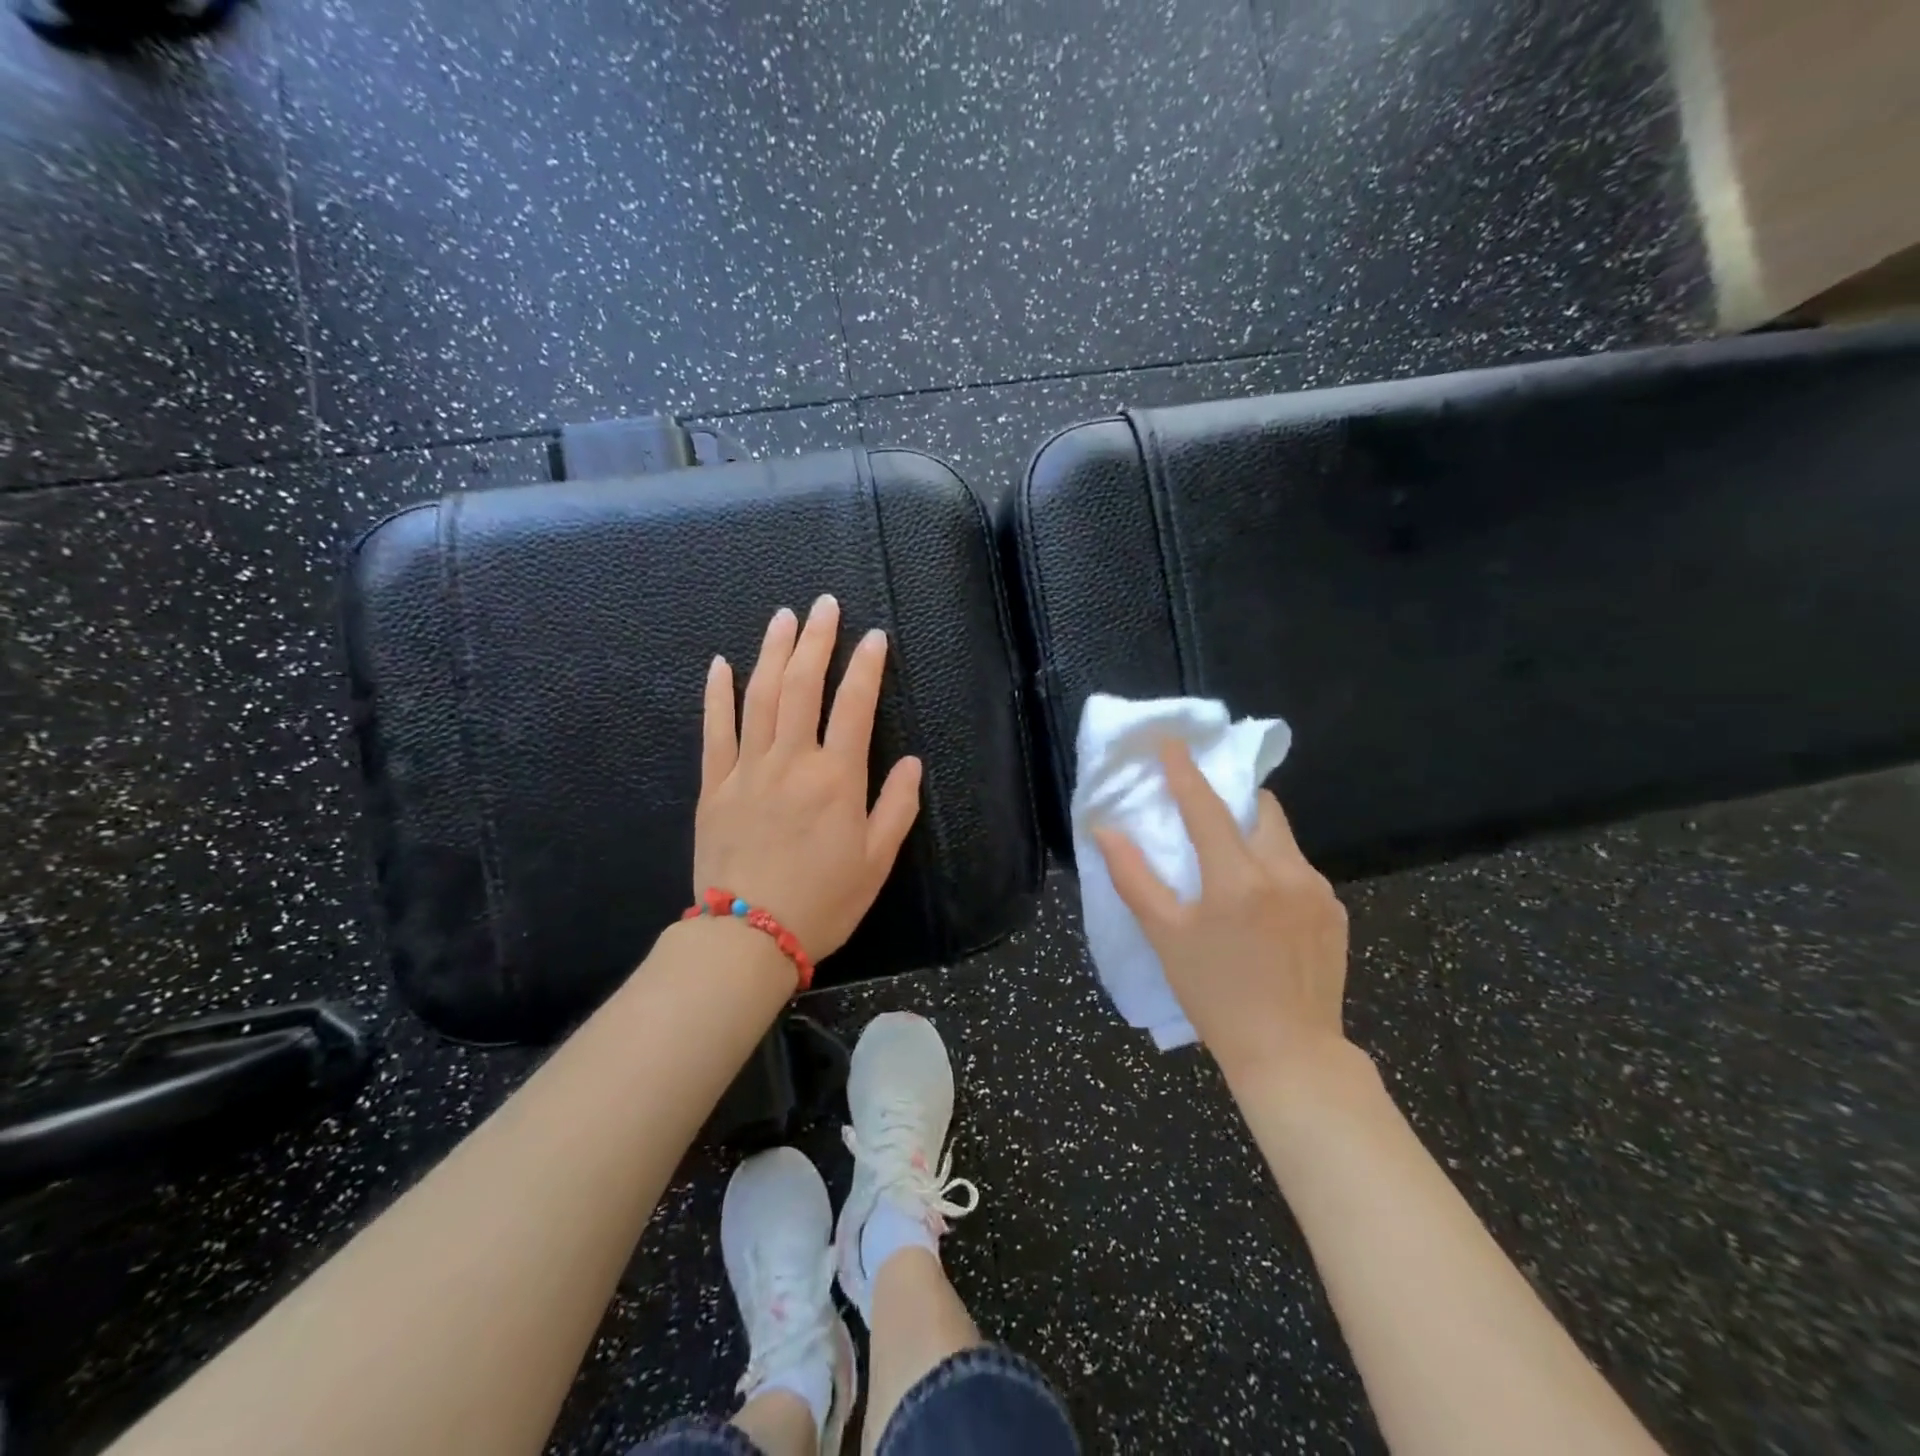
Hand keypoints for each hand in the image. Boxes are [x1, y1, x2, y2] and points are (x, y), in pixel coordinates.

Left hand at [694, 595, 921, 961]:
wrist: (748, 937)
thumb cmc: (823, 901)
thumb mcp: (876, 861)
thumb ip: (896, 807)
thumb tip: (912, 763)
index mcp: (837, 778)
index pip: (855, 705)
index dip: (867, 666)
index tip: (875, 636)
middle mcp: (792, 761)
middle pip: (803, 685)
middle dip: (817, 640)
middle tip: (824, 604)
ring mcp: (748, 769)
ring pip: (760, 696)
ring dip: (772, 651)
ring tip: (783, 617)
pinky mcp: (715, 785)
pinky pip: (715, 730)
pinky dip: (718, 694)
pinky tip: (721, 664)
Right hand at [1093, 742, 1349, 1084]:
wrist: (1290, 1052)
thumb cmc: (1214, 994)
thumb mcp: (1164, 936)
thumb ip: (1133, 877)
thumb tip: (1105, 830)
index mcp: (1237, 878)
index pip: (1206, 806)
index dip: (1185, 771)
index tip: (1172, 742)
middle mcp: (1284, 872)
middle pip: (1260, 809)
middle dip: (1233, 800)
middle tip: (1208, 815)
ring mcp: (1317, 890)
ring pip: (1282, 839)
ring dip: (1255, 837)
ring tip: (1232, 872)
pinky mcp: (1335, 910)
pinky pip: (1300, 871)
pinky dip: (1276, 870)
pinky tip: (1263, 908)